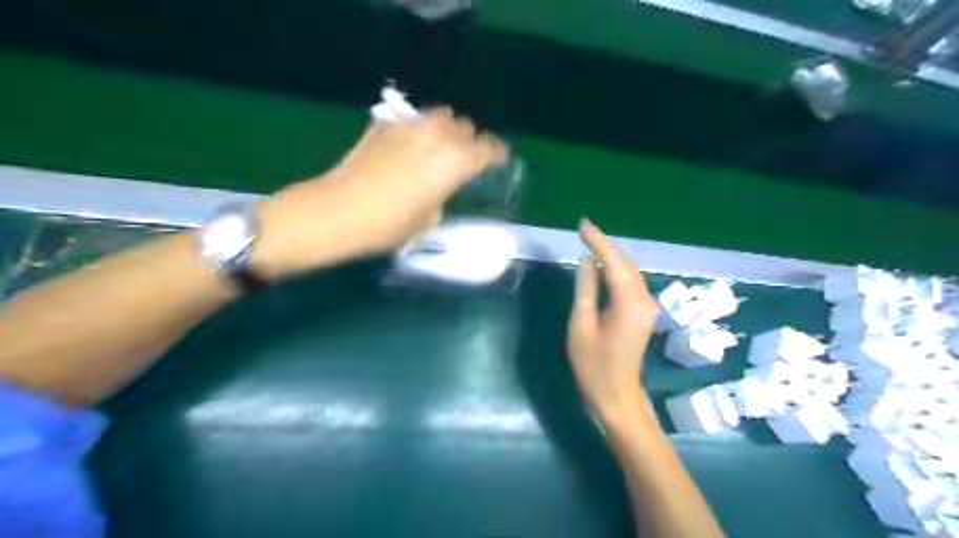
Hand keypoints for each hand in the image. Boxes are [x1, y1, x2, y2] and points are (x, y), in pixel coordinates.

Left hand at [255, 107, 509, 277]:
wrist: (338, 211)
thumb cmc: (388, 226)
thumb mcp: (428, 220)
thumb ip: (442, 196)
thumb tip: (439, 187)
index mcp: (455, 161)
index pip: (488, 148)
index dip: (497, 154)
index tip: (498, 161)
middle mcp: (437, 136)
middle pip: (465, 127)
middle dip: (470, 141)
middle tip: (465, 159)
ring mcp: (409, 126)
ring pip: (441, 116)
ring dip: (447, 130)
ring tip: (439, 148)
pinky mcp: (385, 124)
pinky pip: (414, 121)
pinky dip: (420, 130)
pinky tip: (411, 147)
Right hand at [563, 218, 664, 420]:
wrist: (617, 396)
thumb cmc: (593, 365)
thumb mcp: (581, 325)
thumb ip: (585, 289)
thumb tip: (587, 260)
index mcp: (629, 304)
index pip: (614, 263)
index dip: (598, 241)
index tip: (582, 224)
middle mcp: (644, 300)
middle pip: (626, 264)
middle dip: (605, 244)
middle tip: (583, 229)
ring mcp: (647, 307)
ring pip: (630, 271)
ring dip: (611, 255)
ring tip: (590, 241)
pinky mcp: (643, 313)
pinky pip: (630, 282)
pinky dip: (616, 269)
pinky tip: (602, 265)